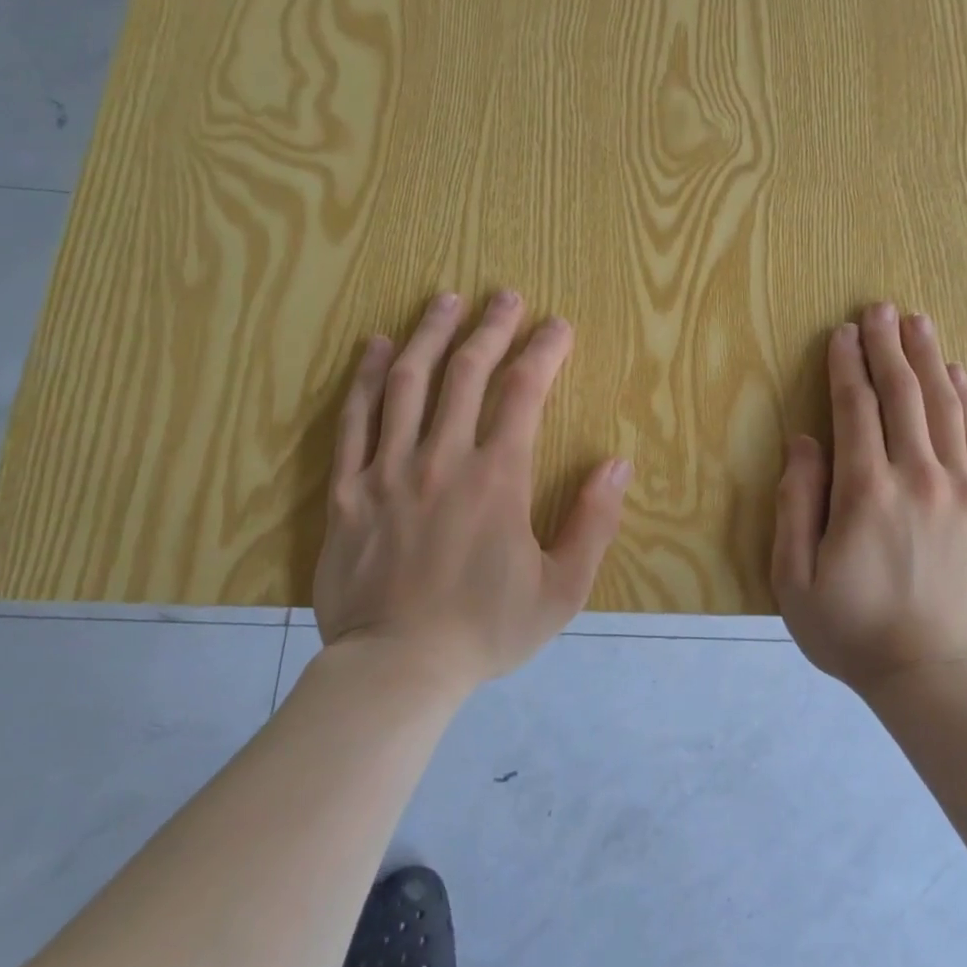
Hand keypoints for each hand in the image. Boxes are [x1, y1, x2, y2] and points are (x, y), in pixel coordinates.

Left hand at [313, 290, 631, 690]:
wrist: (396, 670)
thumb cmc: (486, 631)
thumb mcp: (562, 590)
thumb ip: (594, 523)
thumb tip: (617, 464)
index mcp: (498, 478)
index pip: (524, 393)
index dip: (543, 351)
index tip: (557, 325)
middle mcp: (444, 458)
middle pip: (467, 372)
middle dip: (490, 327)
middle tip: (504, 295)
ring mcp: (390, 469)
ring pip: (407, 382)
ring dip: (430, 334)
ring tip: (445, 299)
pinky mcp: (349, 489)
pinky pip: (354, 419)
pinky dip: (364, 376)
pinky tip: (376, 346)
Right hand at [771, 303, 966, 694]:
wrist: (938, 679)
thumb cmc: (853, 631)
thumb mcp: (794, 578)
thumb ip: (796, 504)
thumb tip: (804, 442)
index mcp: (867, 493)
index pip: (855, 410)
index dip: (847, 366)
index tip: (842, 333)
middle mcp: (919, 478)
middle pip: (902, 396)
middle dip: (887, 348)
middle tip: (880, 308)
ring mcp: (963, 491)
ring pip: (944, 408)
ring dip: (928, 361)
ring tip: (917, 323)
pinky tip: (958, 374)